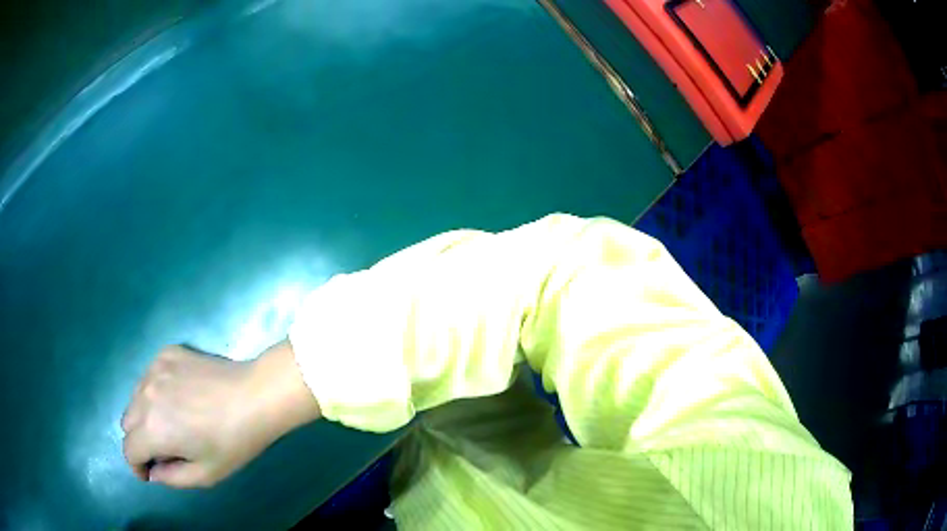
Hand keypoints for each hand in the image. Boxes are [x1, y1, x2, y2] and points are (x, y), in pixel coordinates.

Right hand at [121, 342, 320, 487]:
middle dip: (140, 440)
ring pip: (135, 398)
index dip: (137, 466)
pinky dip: (155, 391)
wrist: (255, 395)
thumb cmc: (232, 442)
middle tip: (163, 449)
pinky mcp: (166, 353)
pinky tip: (178, 397)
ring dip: (145, 415)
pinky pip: (149, 376)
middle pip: (128, 422)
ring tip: (171, 423)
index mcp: (151, 429)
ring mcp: (154, 369)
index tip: (150, 473)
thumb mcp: (205, 474)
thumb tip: (153, 471)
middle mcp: (144, 395)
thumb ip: (172, 478)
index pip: (128, 450)